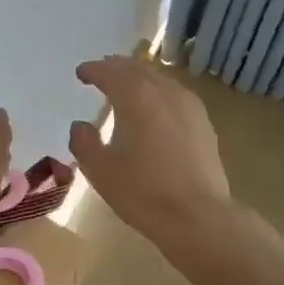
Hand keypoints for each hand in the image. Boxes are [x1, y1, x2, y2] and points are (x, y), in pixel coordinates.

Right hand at [69, 56, 234, 248]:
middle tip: (102, 71)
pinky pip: (175, 93)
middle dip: (116, 67)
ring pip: (159, 78)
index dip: (93, 70)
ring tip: (126, 85)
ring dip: (139, 77)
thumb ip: (84, 142)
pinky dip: (158, 91)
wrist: (197, 216)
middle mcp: (164, 91)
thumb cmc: (143, 192)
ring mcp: (188, 104)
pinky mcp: (203, 121)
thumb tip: (80, 125)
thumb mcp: (100, 170)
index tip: (81, 72)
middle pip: (137, 69)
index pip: (110, 73)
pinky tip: (156, 105)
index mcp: (136, 97)